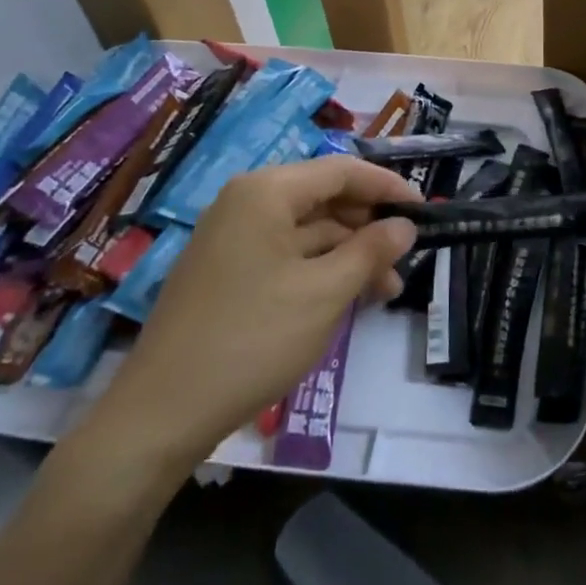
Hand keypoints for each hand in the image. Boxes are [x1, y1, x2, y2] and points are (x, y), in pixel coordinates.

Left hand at [81, 156, 418, 480]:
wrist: (161, 413)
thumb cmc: (253, 338)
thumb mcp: (325, 293)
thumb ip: (371, 251)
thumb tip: (405, 226)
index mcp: (266, 191)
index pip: (341, 171)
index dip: (387, 187)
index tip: (424, 210)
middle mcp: (245, 203)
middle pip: (323, 198)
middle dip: (369, 227)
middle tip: (406, 258)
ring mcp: (232, 238)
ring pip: (307, 231)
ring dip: (349, 254)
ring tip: (386, 291)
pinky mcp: (226, 271)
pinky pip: (285, 255)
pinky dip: (320, 270)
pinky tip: (347, 298)